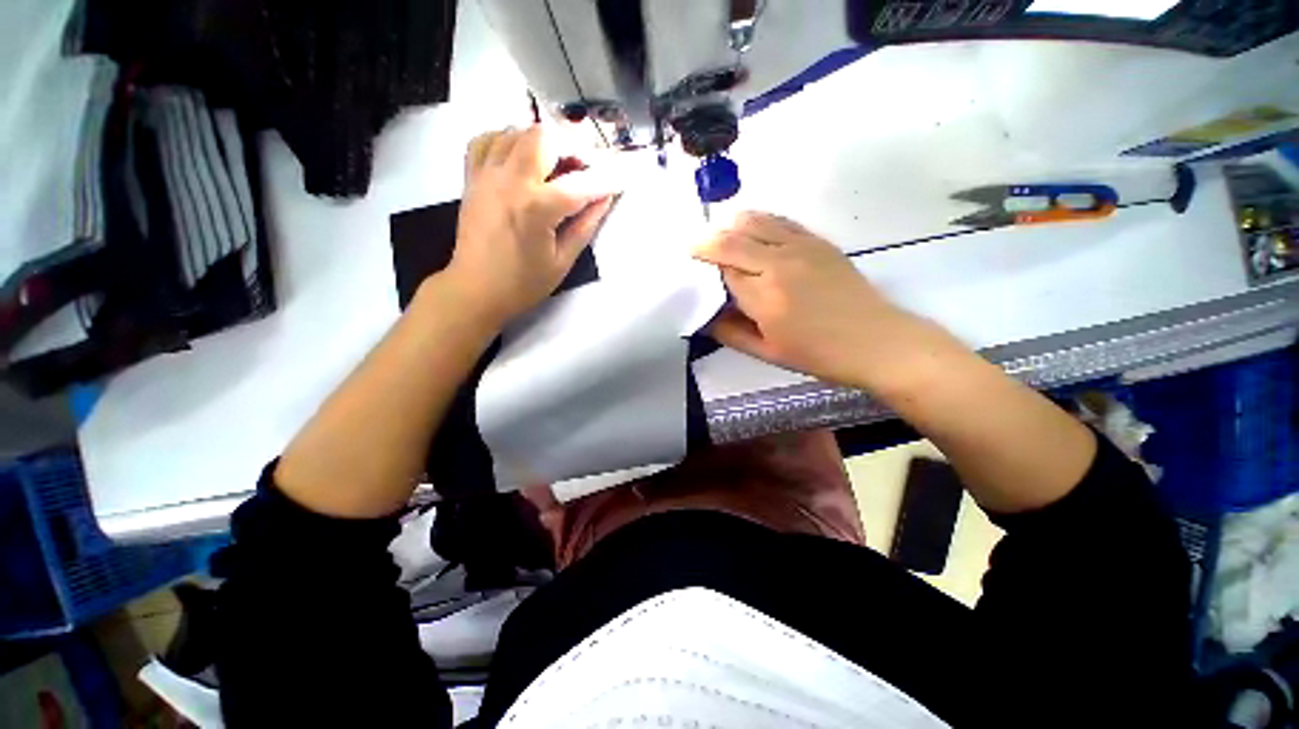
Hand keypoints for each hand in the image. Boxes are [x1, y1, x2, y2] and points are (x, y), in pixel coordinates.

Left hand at [444, 125, 617, 328]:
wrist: (476, 290)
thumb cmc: (523, 283)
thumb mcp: (563, 261)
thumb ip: (585, 226)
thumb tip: (605, 198)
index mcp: (537, 208)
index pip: (580, 183)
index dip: (606, 179)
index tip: (621, 178)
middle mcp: (510, 181)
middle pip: (545, 136)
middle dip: (572, 145)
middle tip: (585, 166)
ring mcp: (487, 175)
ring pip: (517, 130)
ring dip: (543, 141)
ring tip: (556, 164)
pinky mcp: (472, 177)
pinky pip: (487, 139)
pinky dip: (508, 139)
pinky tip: (521, 156)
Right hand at [693, 212, 914, 387]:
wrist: (876, 341)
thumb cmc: (818, 354)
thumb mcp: (766, 353)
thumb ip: (729, 333)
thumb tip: (704, 316)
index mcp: (764, 297)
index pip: (721, 270)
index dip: (703, 268)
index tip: (691, 271)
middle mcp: (779, 263)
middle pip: (731, 239)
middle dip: (707, 243)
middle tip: (696, 251)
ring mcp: (801, 246)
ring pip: (753, 221)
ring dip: (729, 227)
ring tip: (720, 239)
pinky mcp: (817, 240)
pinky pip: (779, 220)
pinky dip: (757, 222)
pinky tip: (751, 233)